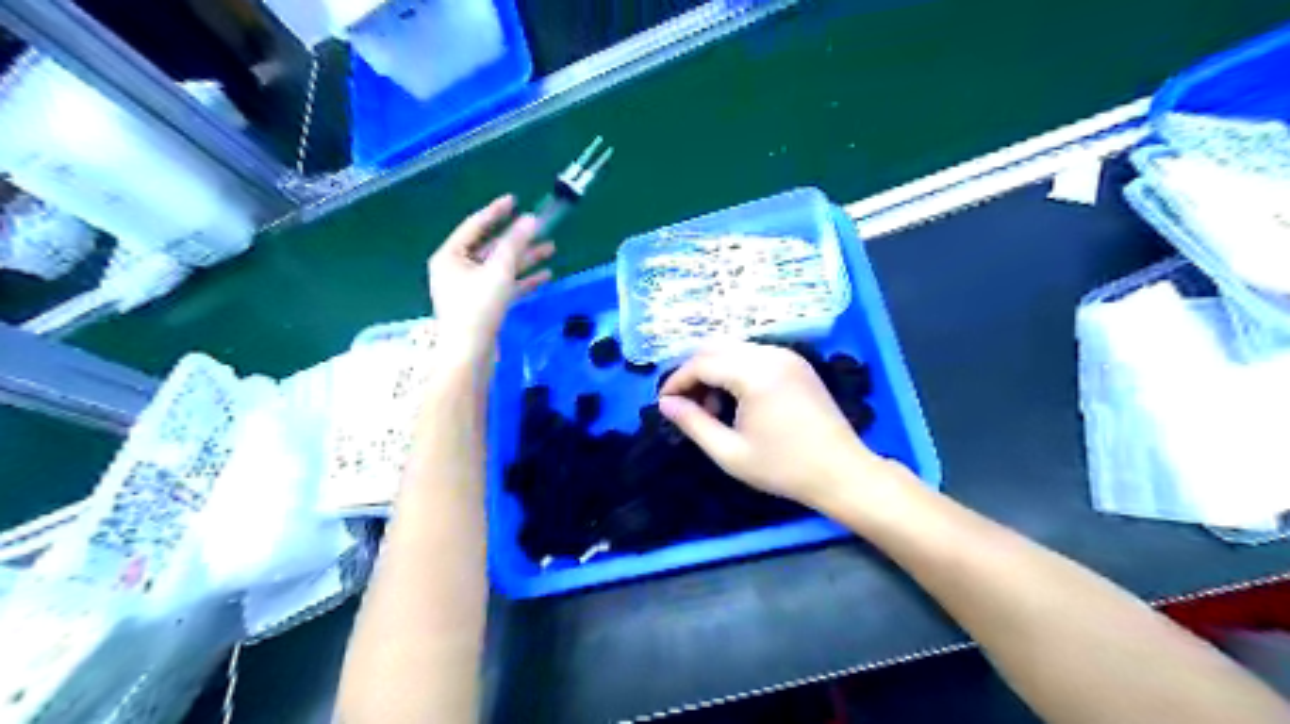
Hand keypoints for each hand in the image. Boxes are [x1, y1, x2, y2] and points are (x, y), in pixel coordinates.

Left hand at [427, 195, 555, 357]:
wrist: (470, 353)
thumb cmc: (478, 308)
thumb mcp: (498, 271)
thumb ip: (515, 243)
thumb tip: (531, 219)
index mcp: (450, 256)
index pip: (475, 226)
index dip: (496, 212)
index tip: (514, 200)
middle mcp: (456, 269)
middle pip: (491, 247)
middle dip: (518, 239)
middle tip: (540, 227)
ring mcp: (469, 289)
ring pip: (500, 267)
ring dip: (524, 259)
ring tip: (551, 250)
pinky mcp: (482, 305)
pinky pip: (503, 286)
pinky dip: (522, 280)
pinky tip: (544, 276)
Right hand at [660, 341, 892, 505]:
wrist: (842, 472)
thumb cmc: (784, 468)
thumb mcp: (730, 452)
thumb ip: (693, 423)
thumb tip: (665, 404)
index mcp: (755, 373)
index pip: (702, 363)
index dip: (677, 381)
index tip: (664, 403)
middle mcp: (771, 354)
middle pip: (716, 347)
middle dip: (694, 373)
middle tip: (686, 405)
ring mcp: (787, 355)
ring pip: (735, 349)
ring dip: (715, 371)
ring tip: (713, 409)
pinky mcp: (797, 363)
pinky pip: (754, 355)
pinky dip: (736, 370)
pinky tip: (738, 401)